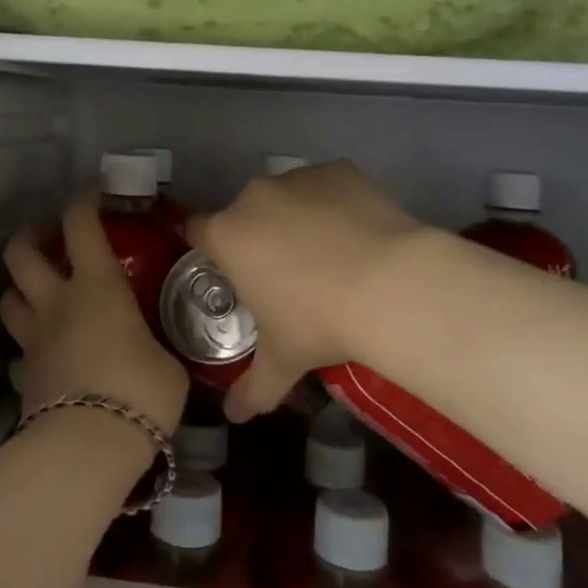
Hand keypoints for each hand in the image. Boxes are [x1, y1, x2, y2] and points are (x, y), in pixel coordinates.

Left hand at [0, 190, 188, 436]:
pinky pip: (17, 355)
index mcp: (96, 287)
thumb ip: (158, 347)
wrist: (89, 446)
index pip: (81, 224)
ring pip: (8, 299)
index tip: (95, 191)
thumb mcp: (168, 363)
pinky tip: (43, 356)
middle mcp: (57, 303)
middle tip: (48, 239)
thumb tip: (161, 355)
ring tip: (40, 294)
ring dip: (20, 289)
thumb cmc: (139, 391)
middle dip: (30, 235)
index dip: (85, 199)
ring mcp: (33, 340)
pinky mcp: (23, 379)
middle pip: (21, 253)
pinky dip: (27, 349)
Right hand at [187, 161, 426, 421]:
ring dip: (298, 218)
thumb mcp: (283, 361)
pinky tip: (359, 234)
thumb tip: (234, 418)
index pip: (197, 230)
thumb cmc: (320, 323)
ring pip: (287, 196)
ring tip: (333, 255)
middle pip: (245, 213)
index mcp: (228, 235)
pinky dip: (335, 203)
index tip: (231, 269)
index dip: (211, 248)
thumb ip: (253, 388)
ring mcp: (297, 178)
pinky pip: (326, 185)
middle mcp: (254, 197)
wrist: (391, 283)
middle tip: (290, 274)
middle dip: (260, 236)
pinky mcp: (338, 169)